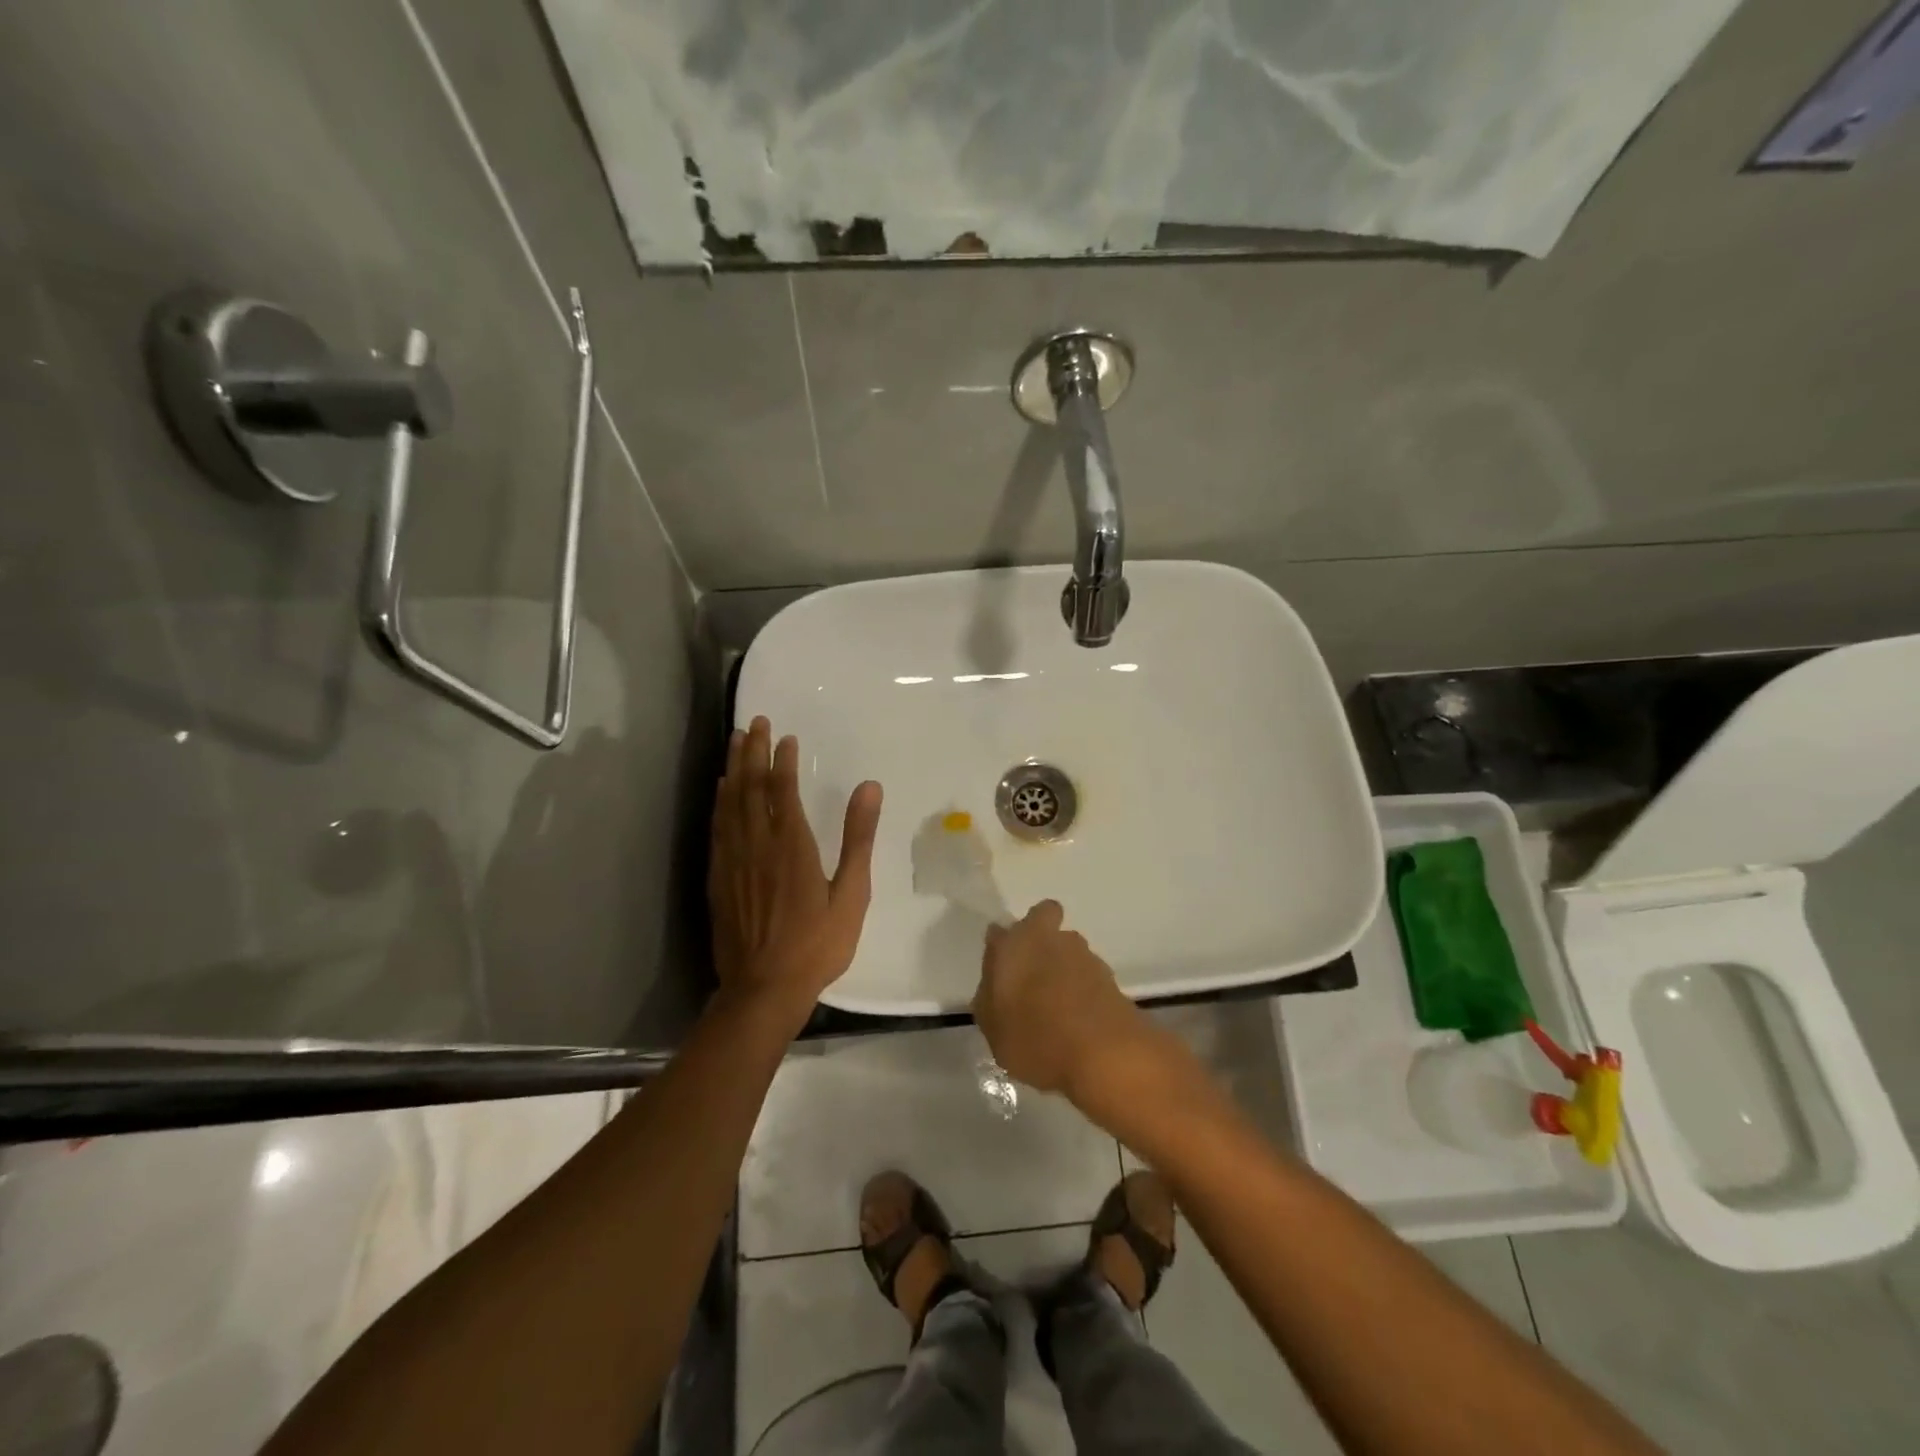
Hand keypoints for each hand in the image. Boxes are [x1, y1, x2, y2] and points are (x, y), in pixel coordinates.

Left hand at [709, 717, 882, 1031]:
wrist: (763, 988)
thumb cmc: (817, 944)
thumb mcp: (851, 894)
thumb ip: (858, 838)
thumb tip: (870, 787)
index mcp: (792, 846)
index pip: (783, 790)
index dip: (783, 760)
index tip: (786, 737)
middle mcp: (757, 844)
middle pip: (751, 787)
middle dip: (753, 752)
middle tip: (755, 722)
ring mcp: (732, 861)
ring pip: (729, 803)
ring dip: (733, 768)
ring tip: (735, 742)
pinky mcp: (718, 878)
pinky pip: (717, 827)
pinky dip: (719, 802)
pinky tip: (721, 790)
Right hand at [973, 900, 1158, 1101]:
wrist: (1105, 1056)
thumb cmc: (1036, 1039)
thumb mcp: (993, 1029)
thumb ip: (989, 998)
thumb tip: (994, 984)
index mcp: (1016, 944)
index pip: (999, 931)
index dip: (1000, 947)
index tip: (1000, 971)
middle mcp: (1051, 938)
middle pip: (1043, 922)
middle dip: (1039, 940)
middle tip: (1031, 977)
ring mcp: (1085, 955)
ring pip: (1068, 948)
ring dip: (1063, 966)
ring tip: (1057, 1007)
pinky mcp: (1110, 976)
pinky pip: (1087, 974)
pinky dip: (1082, 989)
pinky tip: (1078, 1020)